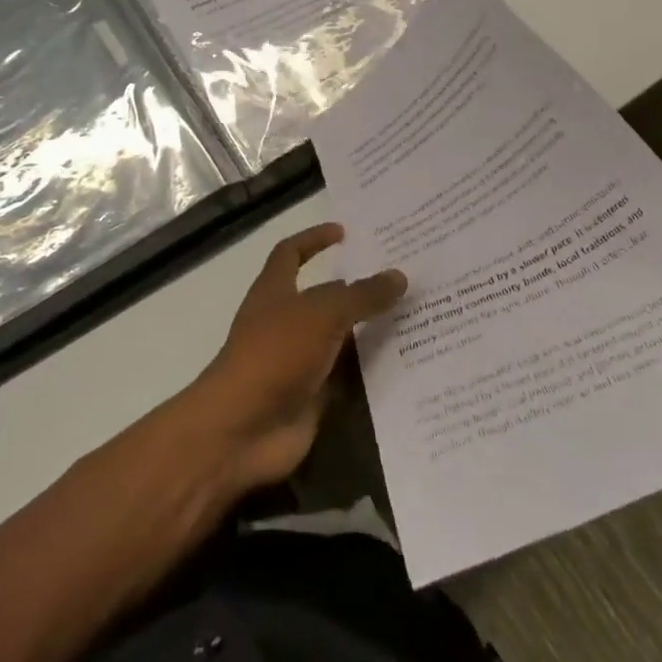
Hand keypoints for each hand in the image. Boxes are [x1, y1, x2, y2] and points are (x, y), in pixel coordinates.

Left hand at [182, 224, 405, 495]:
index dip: (314, 239)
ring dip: (370, 330)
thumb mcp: (322, 314)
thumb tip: (399, 276)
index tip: (345, 232)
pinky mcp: (313, 395)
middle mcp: (286, 320)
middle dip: (357, 286)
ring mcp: (299, 360)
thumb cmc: (275, 353)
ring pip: (341, 338)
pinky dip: (371, 371)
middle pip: (324, 296)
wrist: (243, 429)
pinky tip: (409, 363)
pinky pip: (348, 377)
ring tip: (417, 316)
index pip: (291, 252)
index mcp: (275, 290)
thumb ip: (361, 295)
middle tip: (400, 276)